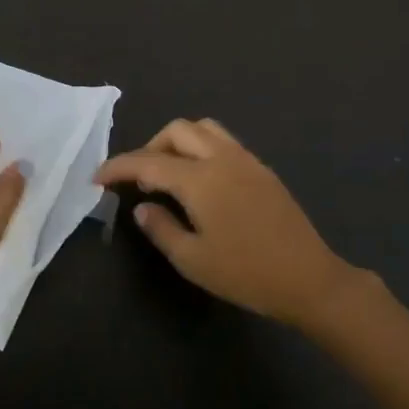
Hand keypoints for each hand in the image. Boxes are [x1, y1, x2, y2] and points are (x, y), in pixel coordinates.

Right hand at [95, 118, 368, 329]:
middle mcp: (222, 158)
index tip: (98, 178)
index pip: (148, 163)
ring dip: (178, 142)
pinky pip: (223, 141)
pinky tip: (201, 181)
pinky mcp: (261, 169)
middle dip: (151, 147)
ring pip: (203, 129)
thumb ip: (161, 228)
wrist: (309, 279)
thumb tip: (142, 206)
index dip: (119, 167)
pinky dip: (201, 148)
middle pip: (177, 131)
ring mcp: (245, 160)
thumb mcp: (193, 260)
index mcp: (200, 180)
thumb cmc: (246, 274)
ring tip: (170, 174)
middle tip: (140, 179)